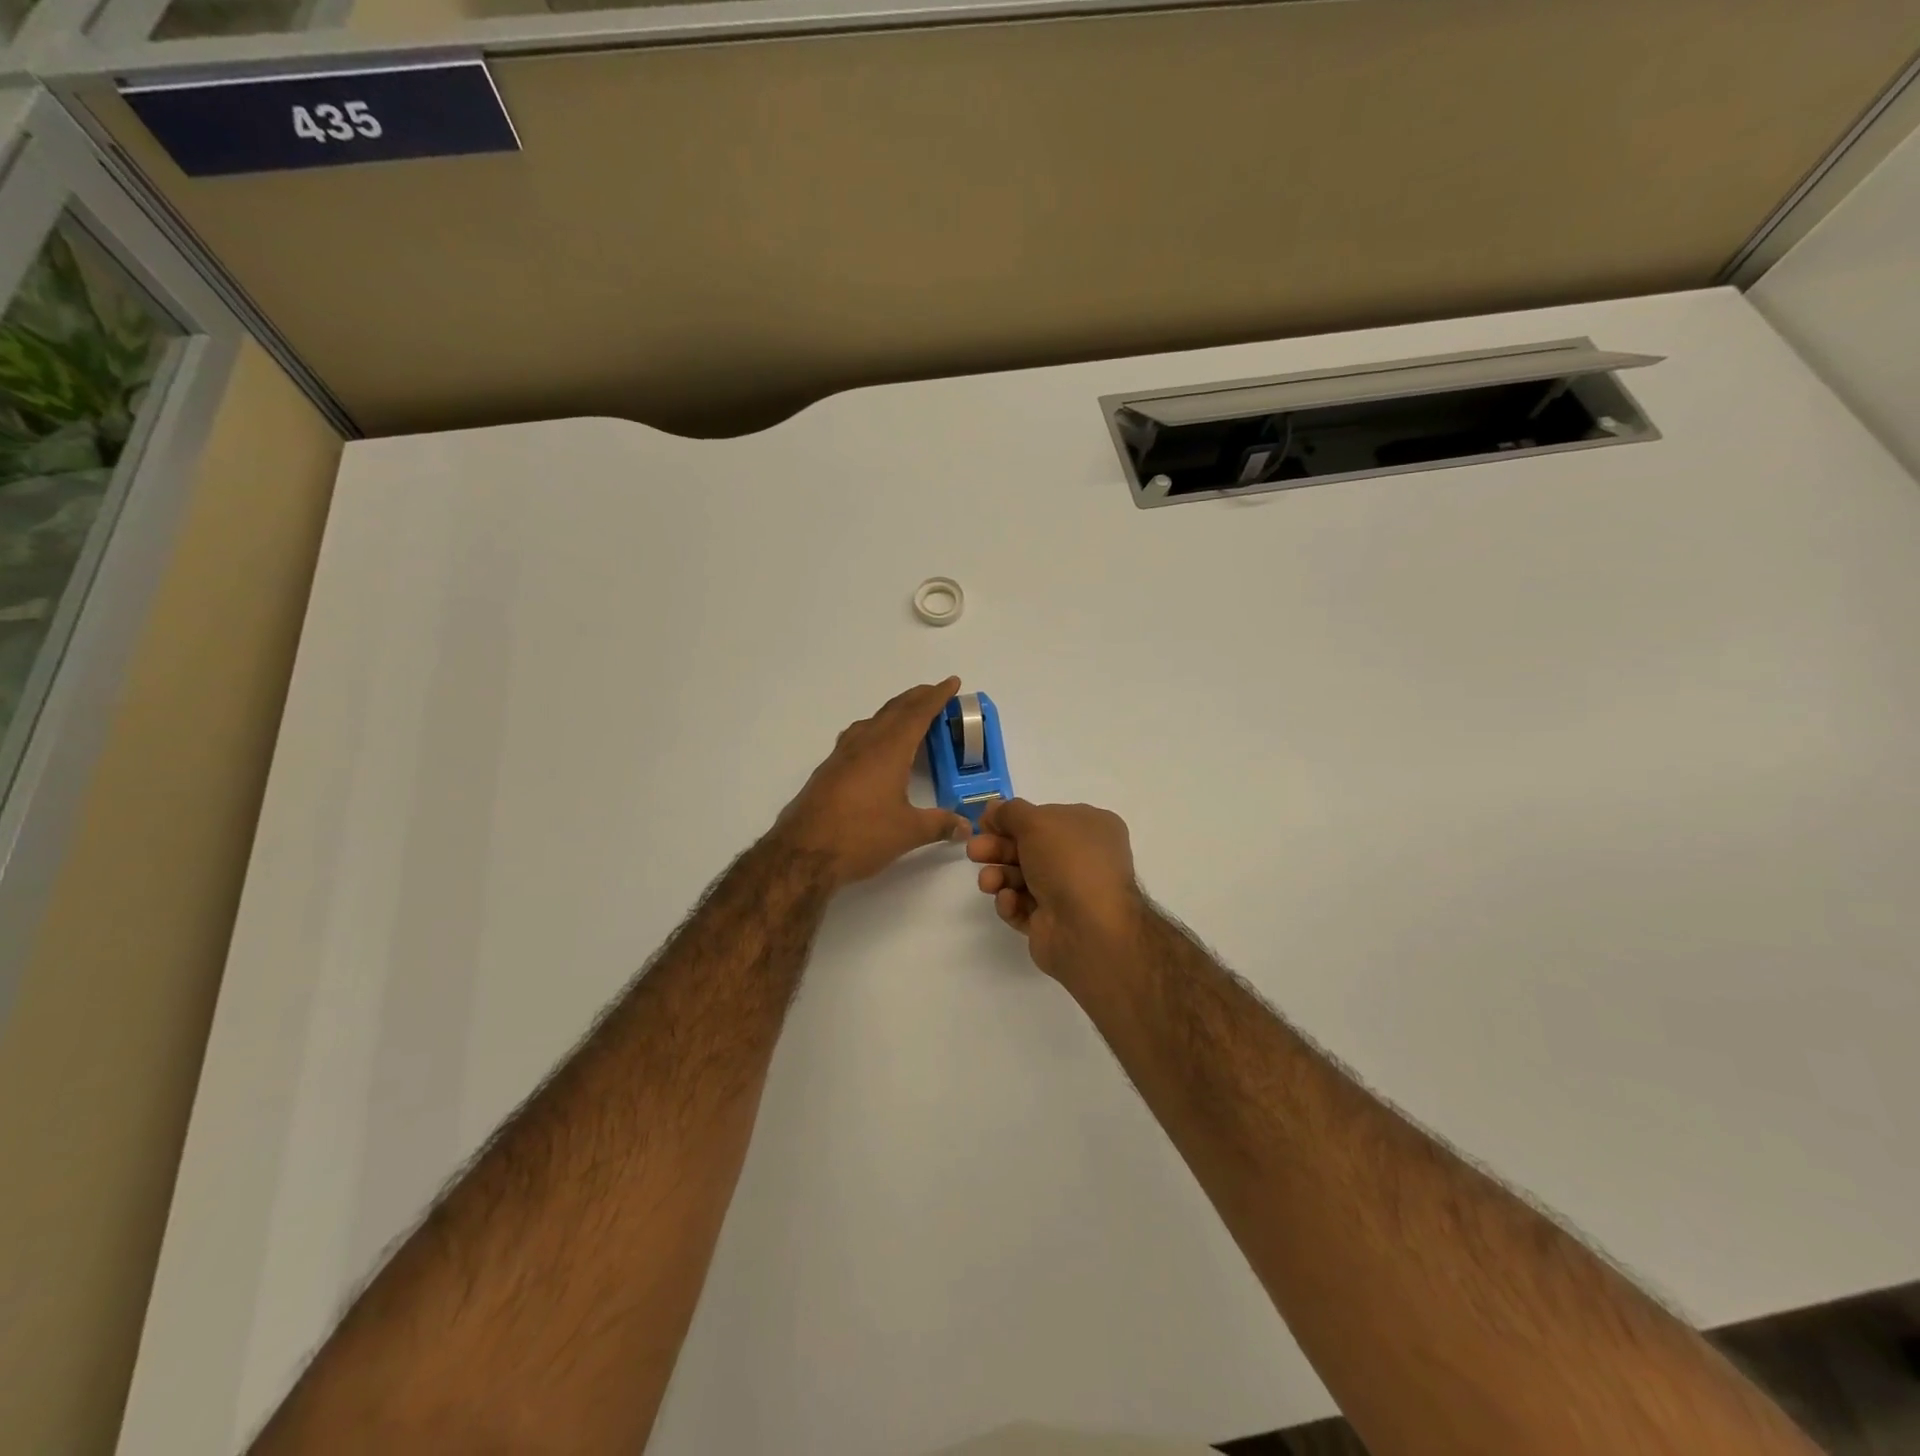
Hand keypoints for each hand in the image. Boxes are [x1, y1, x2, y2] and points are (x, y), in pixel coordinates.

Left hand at [774, 678, 972, 888]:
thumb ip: (939, 825)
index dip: (936, 696)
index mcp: (888, 750)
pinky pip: (856, 737)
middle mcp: (864, 744)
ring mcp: (841, 756)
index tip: (951, 682)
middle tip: (934, 692)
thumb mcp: (908, 832)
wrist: (803, 852)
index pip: (917, 714)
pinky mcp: (828, 770)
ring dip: (893, 713)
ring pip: (872, 721)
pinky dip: (874, 730)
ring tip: (908, 716)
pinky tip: (874, 746)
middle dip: (916, 698)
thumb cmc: (861, 836)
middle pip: (893, 711)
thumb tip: (967, 827)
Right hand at [966, 798, 1145, 984]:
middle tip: (974, 851)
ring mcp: (1068, 892)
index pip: (1046, 817)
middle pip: (1029, 848)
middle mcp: (1082, 858)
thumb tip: (994, 807)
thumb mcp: (1037, 822)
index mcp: (1091, 828)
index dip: (1013, 819)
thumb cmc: (1069, 862)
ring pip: (1022, 878)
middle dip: (998, 848)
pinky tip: (1009, 901)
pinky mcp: (1052, 923)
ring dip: (1000, 876)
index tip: (984, 822)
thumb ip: (1010, 812)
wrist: (1088, 929)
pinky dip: (1011, 902)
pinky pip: (1023, 906)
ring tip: (988, 882)